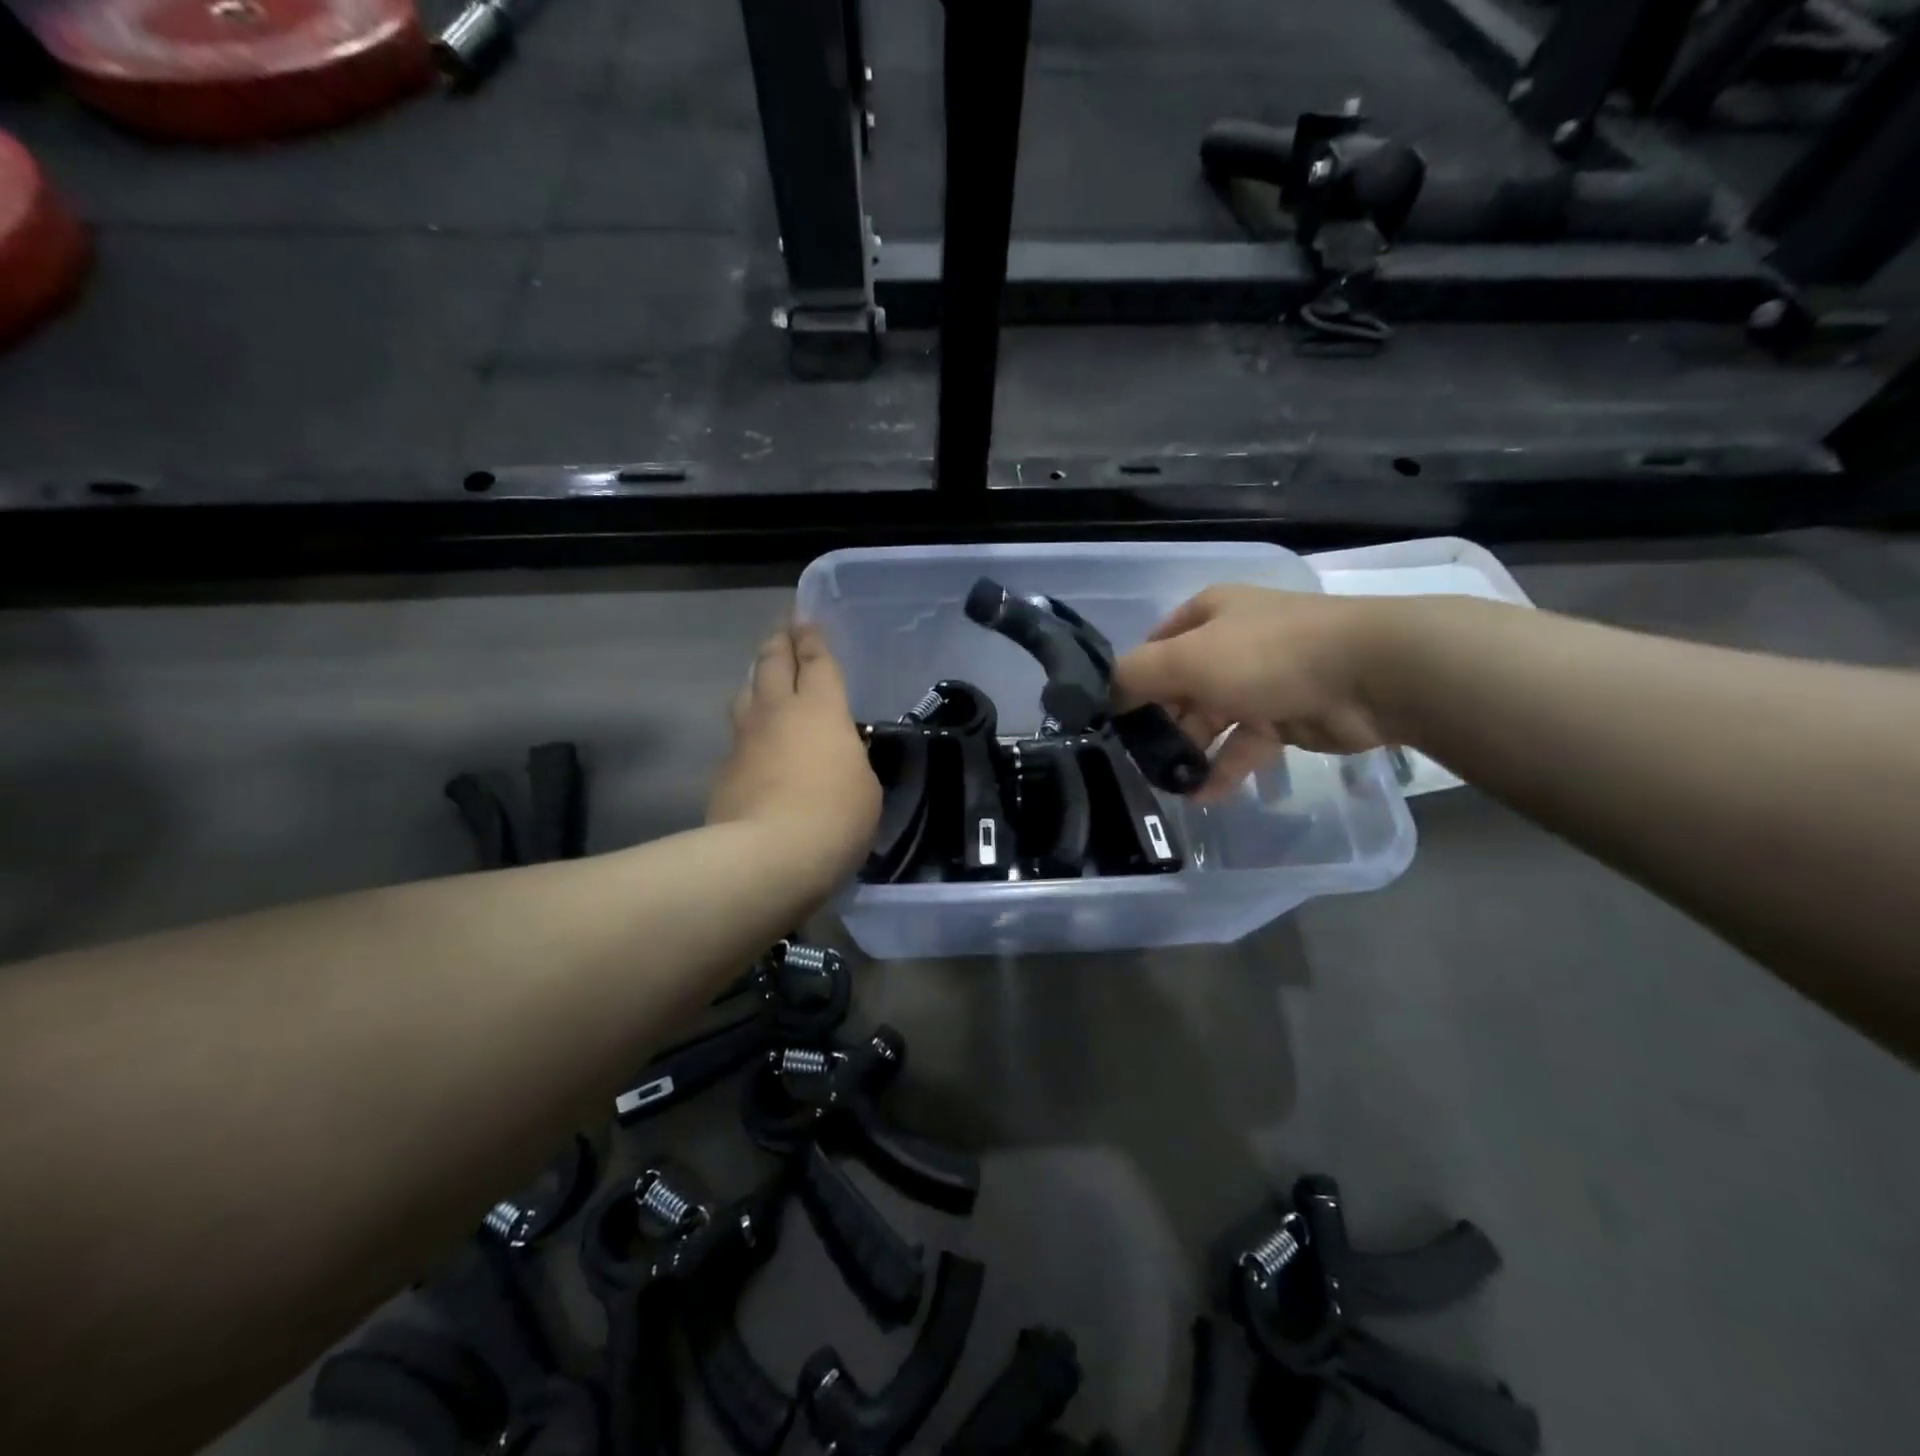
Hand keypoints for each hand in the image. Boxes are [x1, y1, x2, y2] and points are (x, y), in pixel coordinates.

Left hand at [708, 625, 881, 881]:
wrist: (768, 856)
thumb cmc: (835, 817)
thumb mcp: (865, 786)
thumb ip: (850, 761)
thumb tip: (836, 757)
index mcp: (822, 709)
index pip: (816, 661)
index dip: (812, 638)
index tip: (805, 619)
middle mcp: (778, 712)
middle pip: (772, 663)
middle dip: (779, 642)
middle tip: (782, 629)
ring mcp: (745, 739)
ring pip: (745, 693)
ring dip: (755, 679)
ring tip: (761, 676)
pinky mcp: (723, 770)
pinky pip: (736, 737)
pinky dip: (746, 730)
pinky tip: (752, 742)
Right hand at [1112, 586, 1396, 799]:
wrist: (1369, 675)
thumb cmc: (1265, 655)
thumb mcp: (1185, 659)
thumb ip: (1135, 676)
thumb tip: (1107, 696)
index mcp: (1208, 615)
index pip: (1155, 648)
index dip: (1133, 681)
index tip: (1114, 721)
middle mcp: (1231, 642)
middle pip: (1181, 687)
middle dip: (1159, 724)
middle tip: (1137, 761)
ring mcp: (1261, 680)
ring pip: (1211, 719)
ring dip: (1188, 751)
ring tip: (1165, 784)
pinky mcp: (1286, 716)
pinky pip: (1244, 745)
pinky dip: (1223, 769)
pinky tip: (1201, 796)